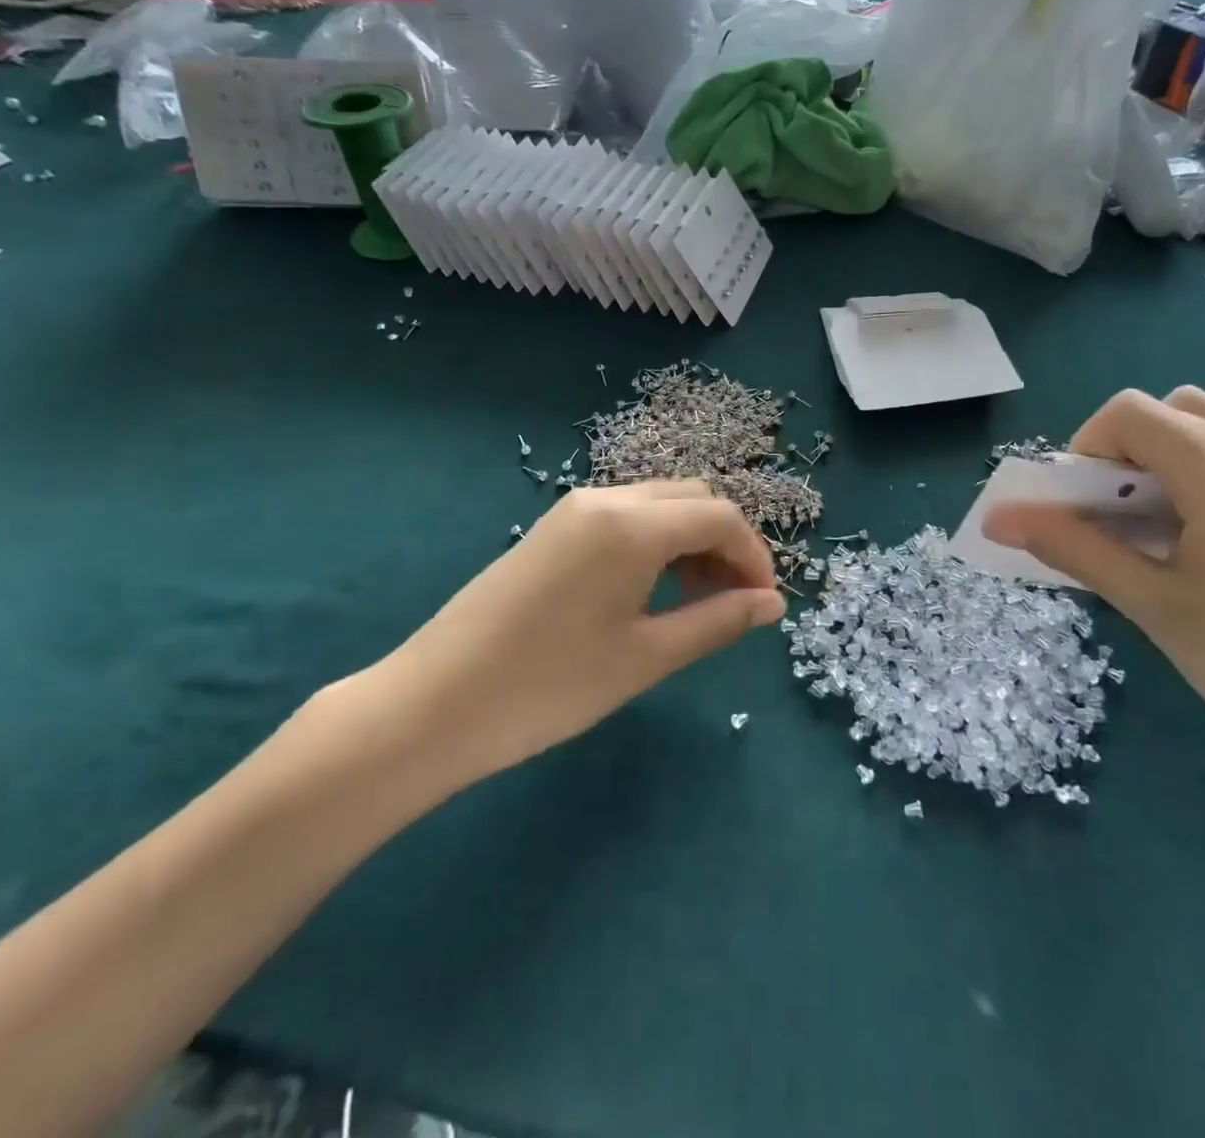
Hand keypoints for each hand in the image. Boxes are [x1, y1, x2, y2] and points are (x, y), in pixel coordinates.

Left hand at [367, 481, 785, 797]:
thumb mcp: (645, 657)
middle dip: (726, 544)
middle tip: (735, 603)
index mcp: (632, 524)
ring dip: (692, 541)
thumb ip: (717, 621)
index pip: (720, 517)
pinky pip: (624, 519)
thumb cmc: (549, 685)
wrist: (431, 705)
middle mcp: (605, 499)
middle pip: (692, 499)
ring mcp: (573, 509)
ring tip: (699, 602)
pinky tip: (653, 591)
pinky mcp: (552, 529)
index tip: (765, 605)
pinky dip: (656, 543)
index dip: (754, 556)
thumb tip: (773, 604)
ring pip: (658, 505)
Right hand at [983, 387, 1204, 790]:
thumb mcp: (1153, 607)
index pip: (1131, 414)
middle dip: (1122, 450)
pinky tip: (1197, 538)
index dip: (1086, 449)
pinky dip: (1197, 473)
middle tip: (1113, 515)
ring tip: (1152, 529)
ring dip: (1159, 459)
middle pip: (1169, 408)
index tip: (1081, 508)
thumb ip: (1074, 550)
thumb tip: (998, 520)